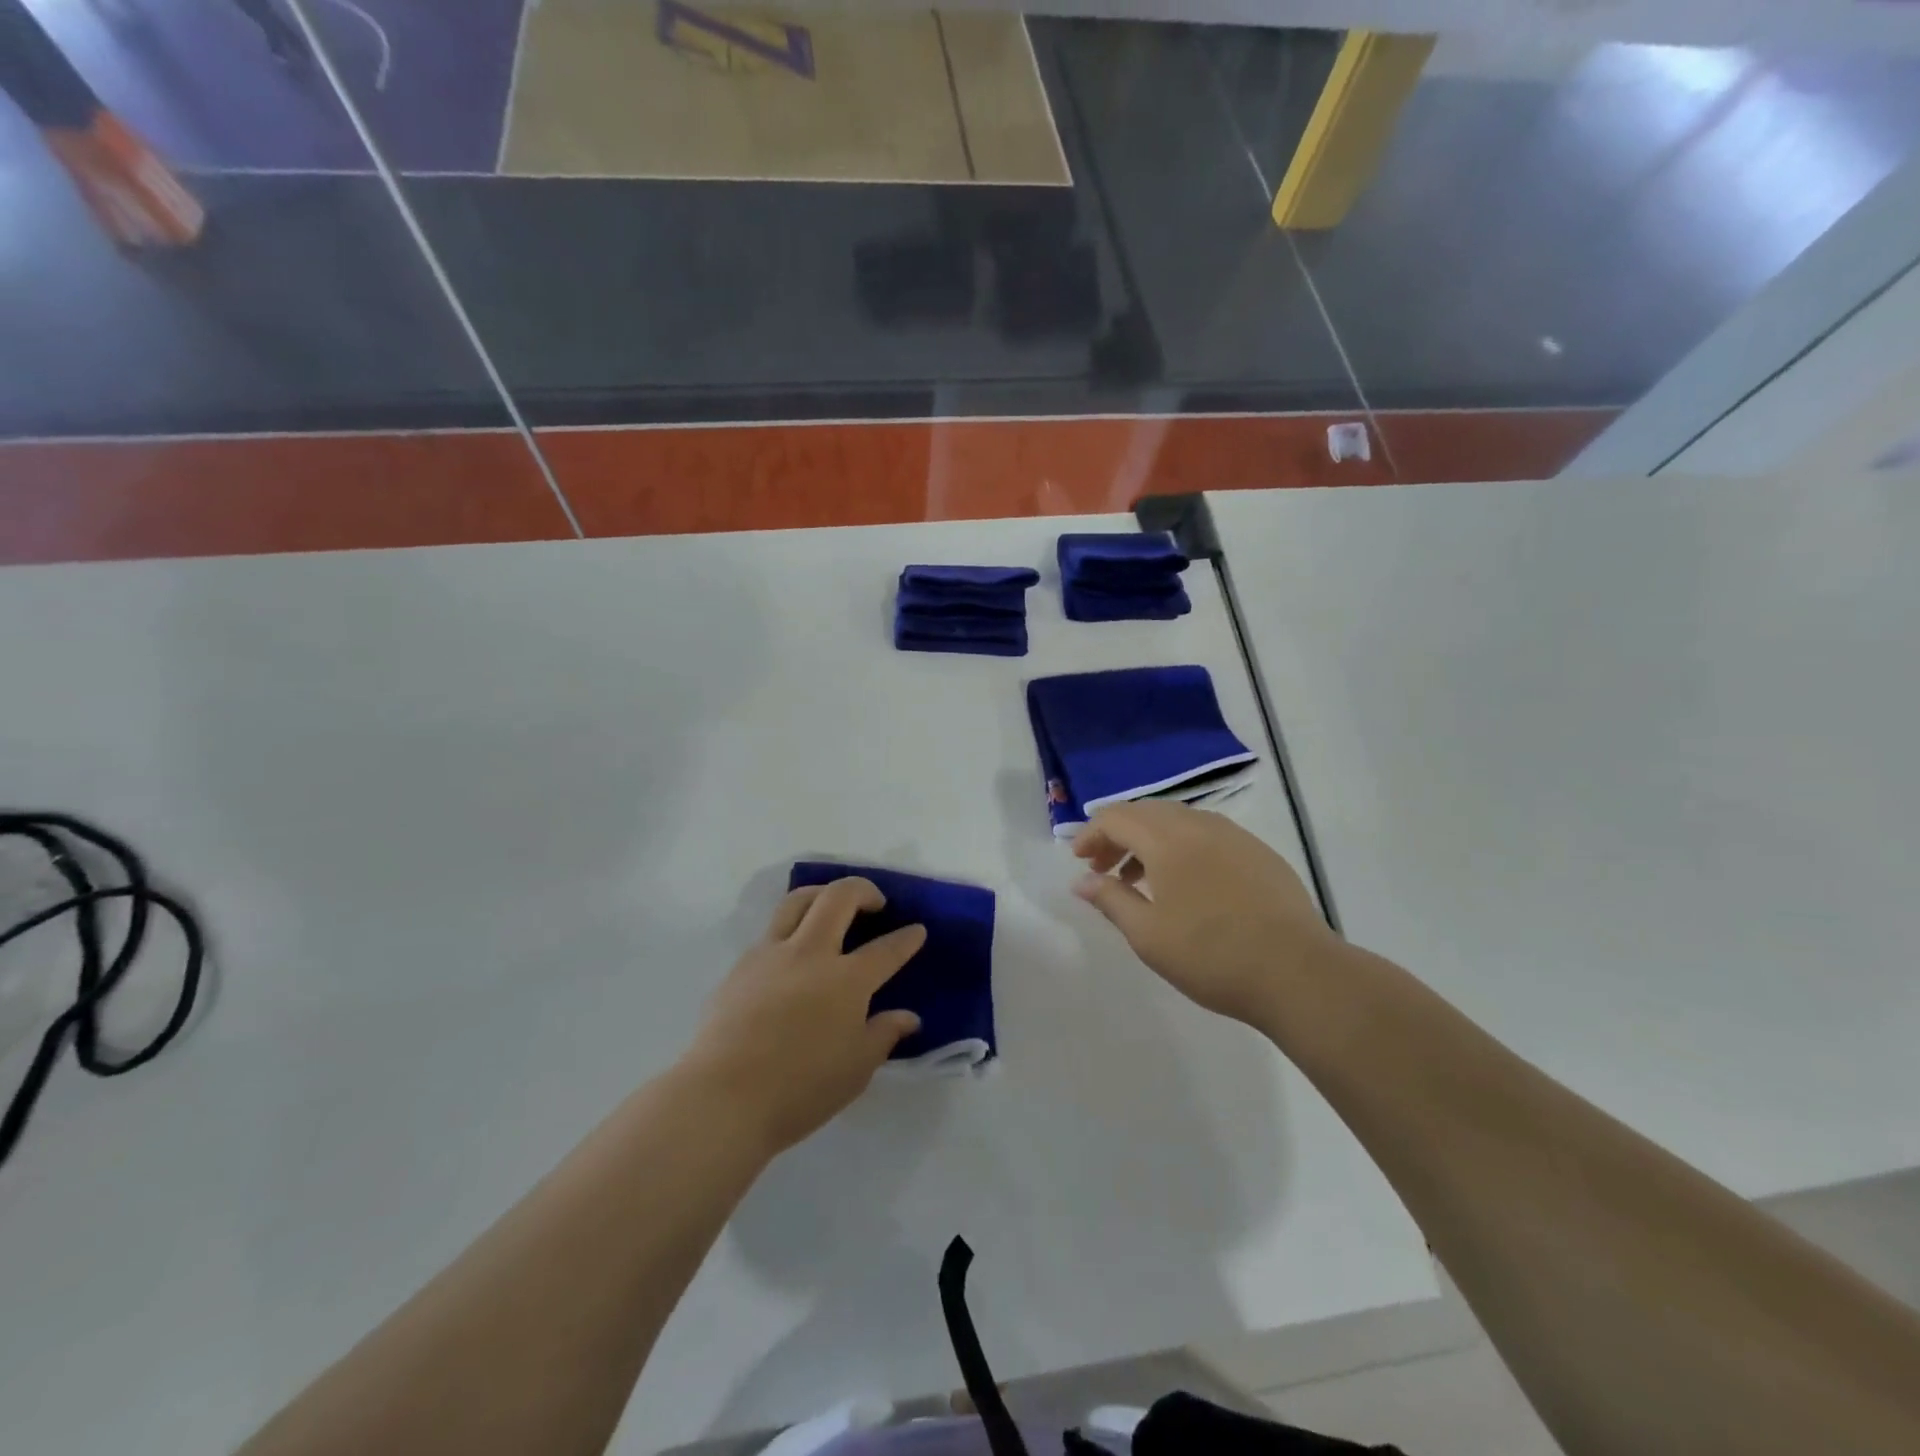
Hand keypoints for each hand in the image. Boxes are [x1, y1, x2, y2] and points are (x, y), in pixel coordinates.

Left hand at [682, 878, 925, 1156]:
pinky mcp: (741, 965)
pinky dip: (791, 927)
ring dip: (822, 893)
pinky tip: (793, 952)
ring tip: (831, 905)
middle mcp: (810, 953)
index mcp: (846, 980)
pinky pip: (771, 930)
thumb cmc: (799, 1089)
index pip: (886, 950)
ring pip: (798, 900)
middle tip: (875, 902)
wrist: (723, 1098)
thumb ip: (883, 1034)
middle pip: (839, 898)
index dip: (906, 938)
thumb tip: (907, 1017)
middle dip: (864, 890)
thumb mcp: (856, 1069)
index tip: (917, 930)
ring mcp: (771, 954)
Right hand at [1072, 801, 1339, 1028]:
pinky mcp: (1259, 853)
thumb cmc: (1211, 955)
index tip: (1080, 862)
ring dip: (1149, 841)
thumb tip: (1081, 881)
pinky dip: (1182, 847)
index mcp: (1167, 839)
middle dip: (1118, 834)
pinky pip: (1207, 834)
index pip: (1116, 818)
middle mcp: (1199, 825)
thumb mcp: (1148, 935)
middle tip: (1103, 868)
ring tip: (1140, 879)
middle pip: (1146, 813)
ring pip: (1178, 821)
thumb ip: (1110, 900)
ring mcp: (1234, 836)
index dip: (1091, 834)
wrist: (1298, 973)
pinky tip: (1186, 884)